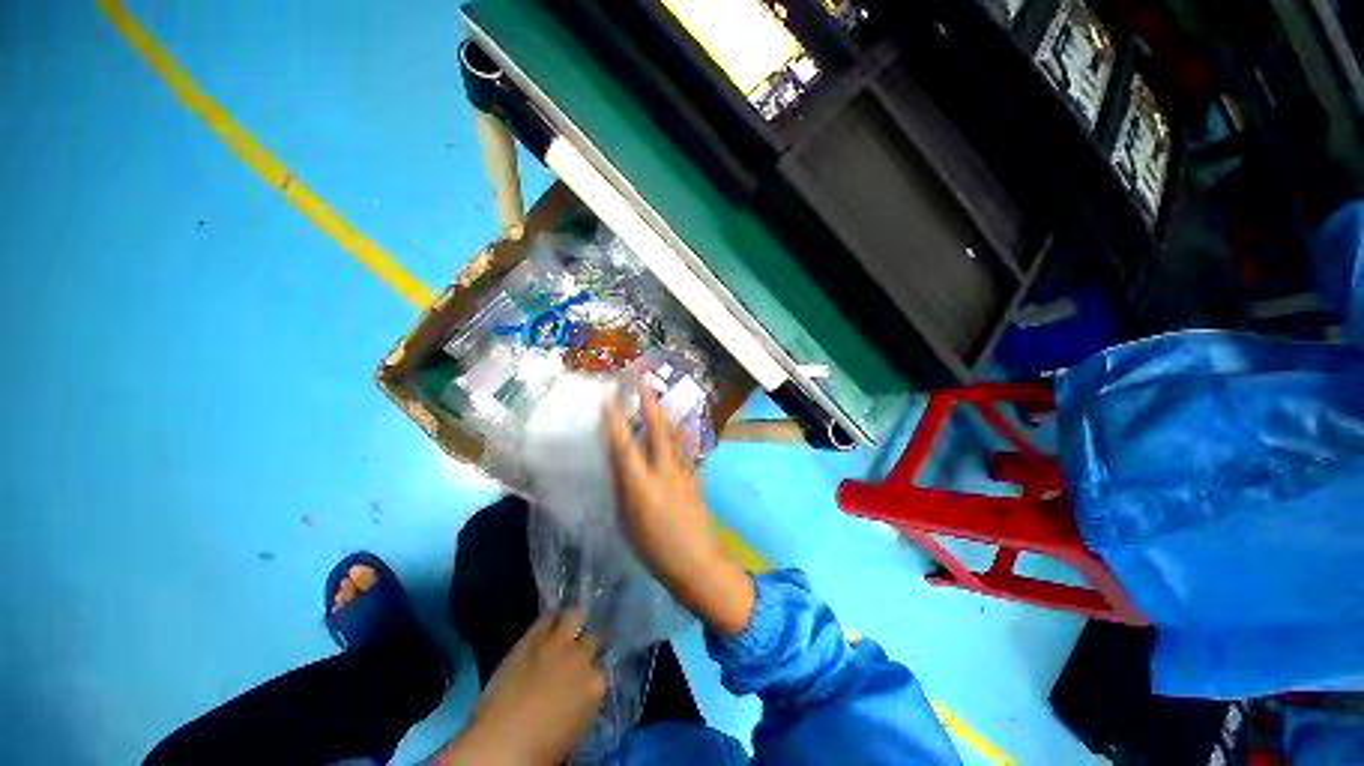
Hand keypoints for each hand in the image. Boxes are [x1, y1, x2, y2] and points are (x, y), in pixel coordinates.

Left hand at [438, 611, 605, 764]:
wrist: (502, 743)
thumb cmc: (540, 750)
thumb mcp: (573, 729)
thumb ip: (581, 702)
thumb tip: (575, 696)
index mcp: (595, 685)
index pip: (601, 671)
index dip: (591, 675)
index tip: (584, 680)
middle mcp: (581, 657)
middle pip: (592, 638)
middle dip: (586, 644)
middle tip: (577, 652)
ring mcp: (557, 644)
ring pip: (574, 615)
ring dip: (572, 621)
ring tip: (567, 626)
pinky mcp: (531, 638)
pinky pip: (545, 619)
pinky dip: (548, 621)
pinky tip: (547, 625)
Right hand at [603, 383, 754, 636]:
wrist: (694, 560)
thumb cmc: (652, 547)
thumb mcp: (626, 519)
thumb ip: (624, 487)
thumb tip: (620, 463)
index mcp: (640, 485)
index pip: (623, 446)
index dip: (614, 421)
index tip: (608, 398)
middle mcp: (663, 472)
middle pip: (657, 431)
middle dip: (649, 404)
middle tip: (644, 382)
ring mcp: (682, 472)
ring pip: (673, 436)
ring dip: (665, 415)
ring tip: (659, 399)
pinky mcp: (694, 477)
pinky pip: (683, 449)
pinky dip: (677, 436)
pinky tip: (677, 430)